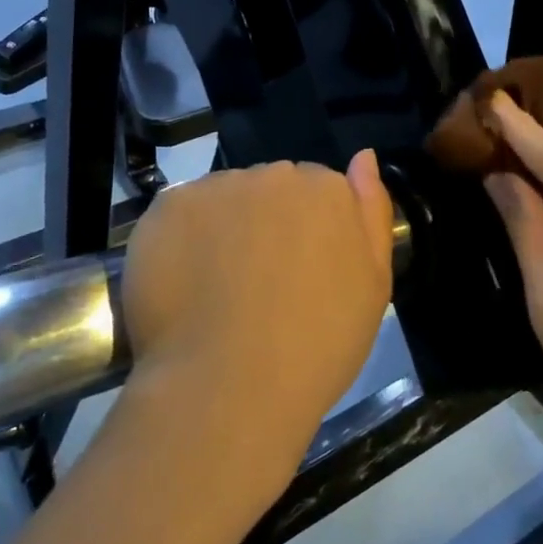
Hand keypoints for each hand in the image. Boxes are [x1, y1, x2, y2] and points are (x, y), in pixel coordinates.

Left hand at [121, 153, 393, 481]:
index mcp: (327, 190)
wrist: (230, 387)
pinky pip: (182, 212)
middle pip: (271, 188)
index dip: (308, 233)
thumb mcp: (372, 287)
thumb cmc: (317, 346)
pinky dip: (183, 239)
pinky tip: (187, 284)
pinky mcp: (170, 206)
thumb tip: (364, 156)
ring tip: (219, 289)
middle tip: (261, 283)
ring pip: (225, 199)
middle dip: (268, 222)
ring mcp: (218, 187)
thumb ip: (372, 213)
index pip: (318, 191)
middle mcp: (273, 174)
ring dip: (225, 228)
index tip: (301, 273)